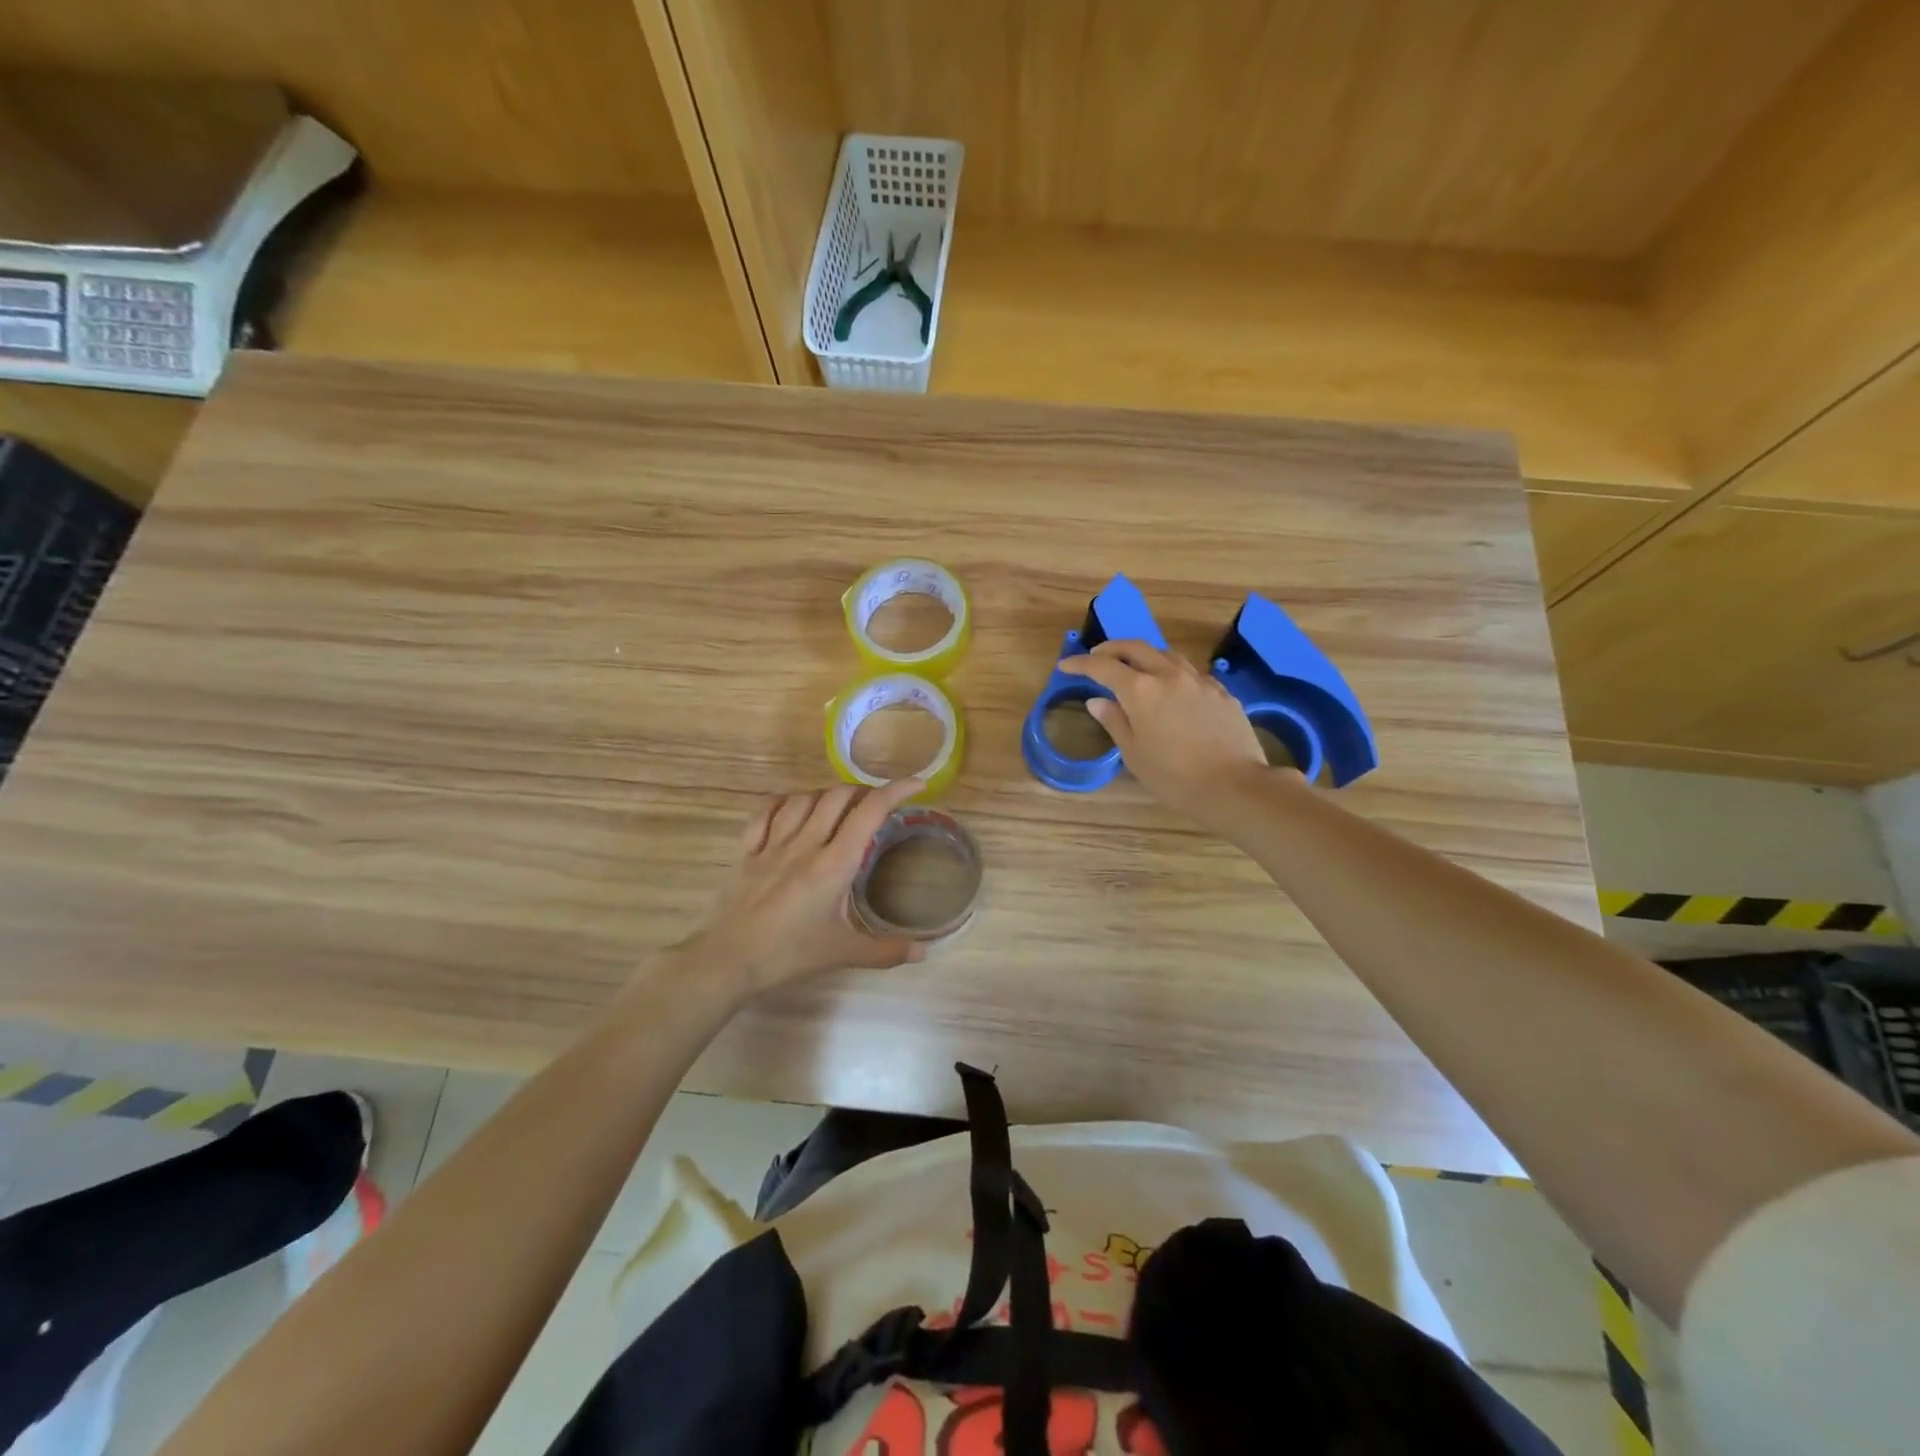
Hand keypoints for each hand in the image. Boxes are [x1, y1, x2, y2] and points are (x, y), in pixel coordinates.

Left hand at [683, 778, 928, 992]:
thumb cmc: (789, 955)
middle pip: (838, 796)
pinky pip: (766, 812)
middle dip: (863, 791)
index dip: (895, 790)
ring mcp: (773, 844)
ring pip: (804, 799)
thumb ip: (886, 951)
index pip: (870, 812)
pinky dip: (785, 802)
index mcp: (834, 863)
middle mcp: (806, 844)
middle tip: (877, 804)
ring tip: (839, 806)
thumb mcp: (843, 953)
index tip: (916, 783)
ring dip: (827, 795)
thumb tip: (924, 952)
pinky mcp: (748, 851)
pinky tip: (793, 806)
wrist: (728, 961)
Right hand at [1057, 640, 1282, 829]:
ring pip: (1167, 655)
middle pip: (1136, 648)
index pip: (1103, 667)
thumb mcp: (1134, 754)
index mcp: (1141, 690)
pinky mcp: (1222, 692)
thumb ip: (1114, 721)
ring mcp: (1199, 681)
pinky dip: (1173, 673)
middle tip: (1097, 656)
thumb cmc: (1175, 777)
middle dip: (1112, 649)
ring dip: (1145, 655)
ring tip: (1136, 668)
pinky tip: (1173, 690)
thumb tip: (1098, 701)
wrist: (1235, 785)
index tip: (1065, 666)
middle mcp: (1169, 675)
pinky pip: (1191, 673)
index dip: (1081, 664)